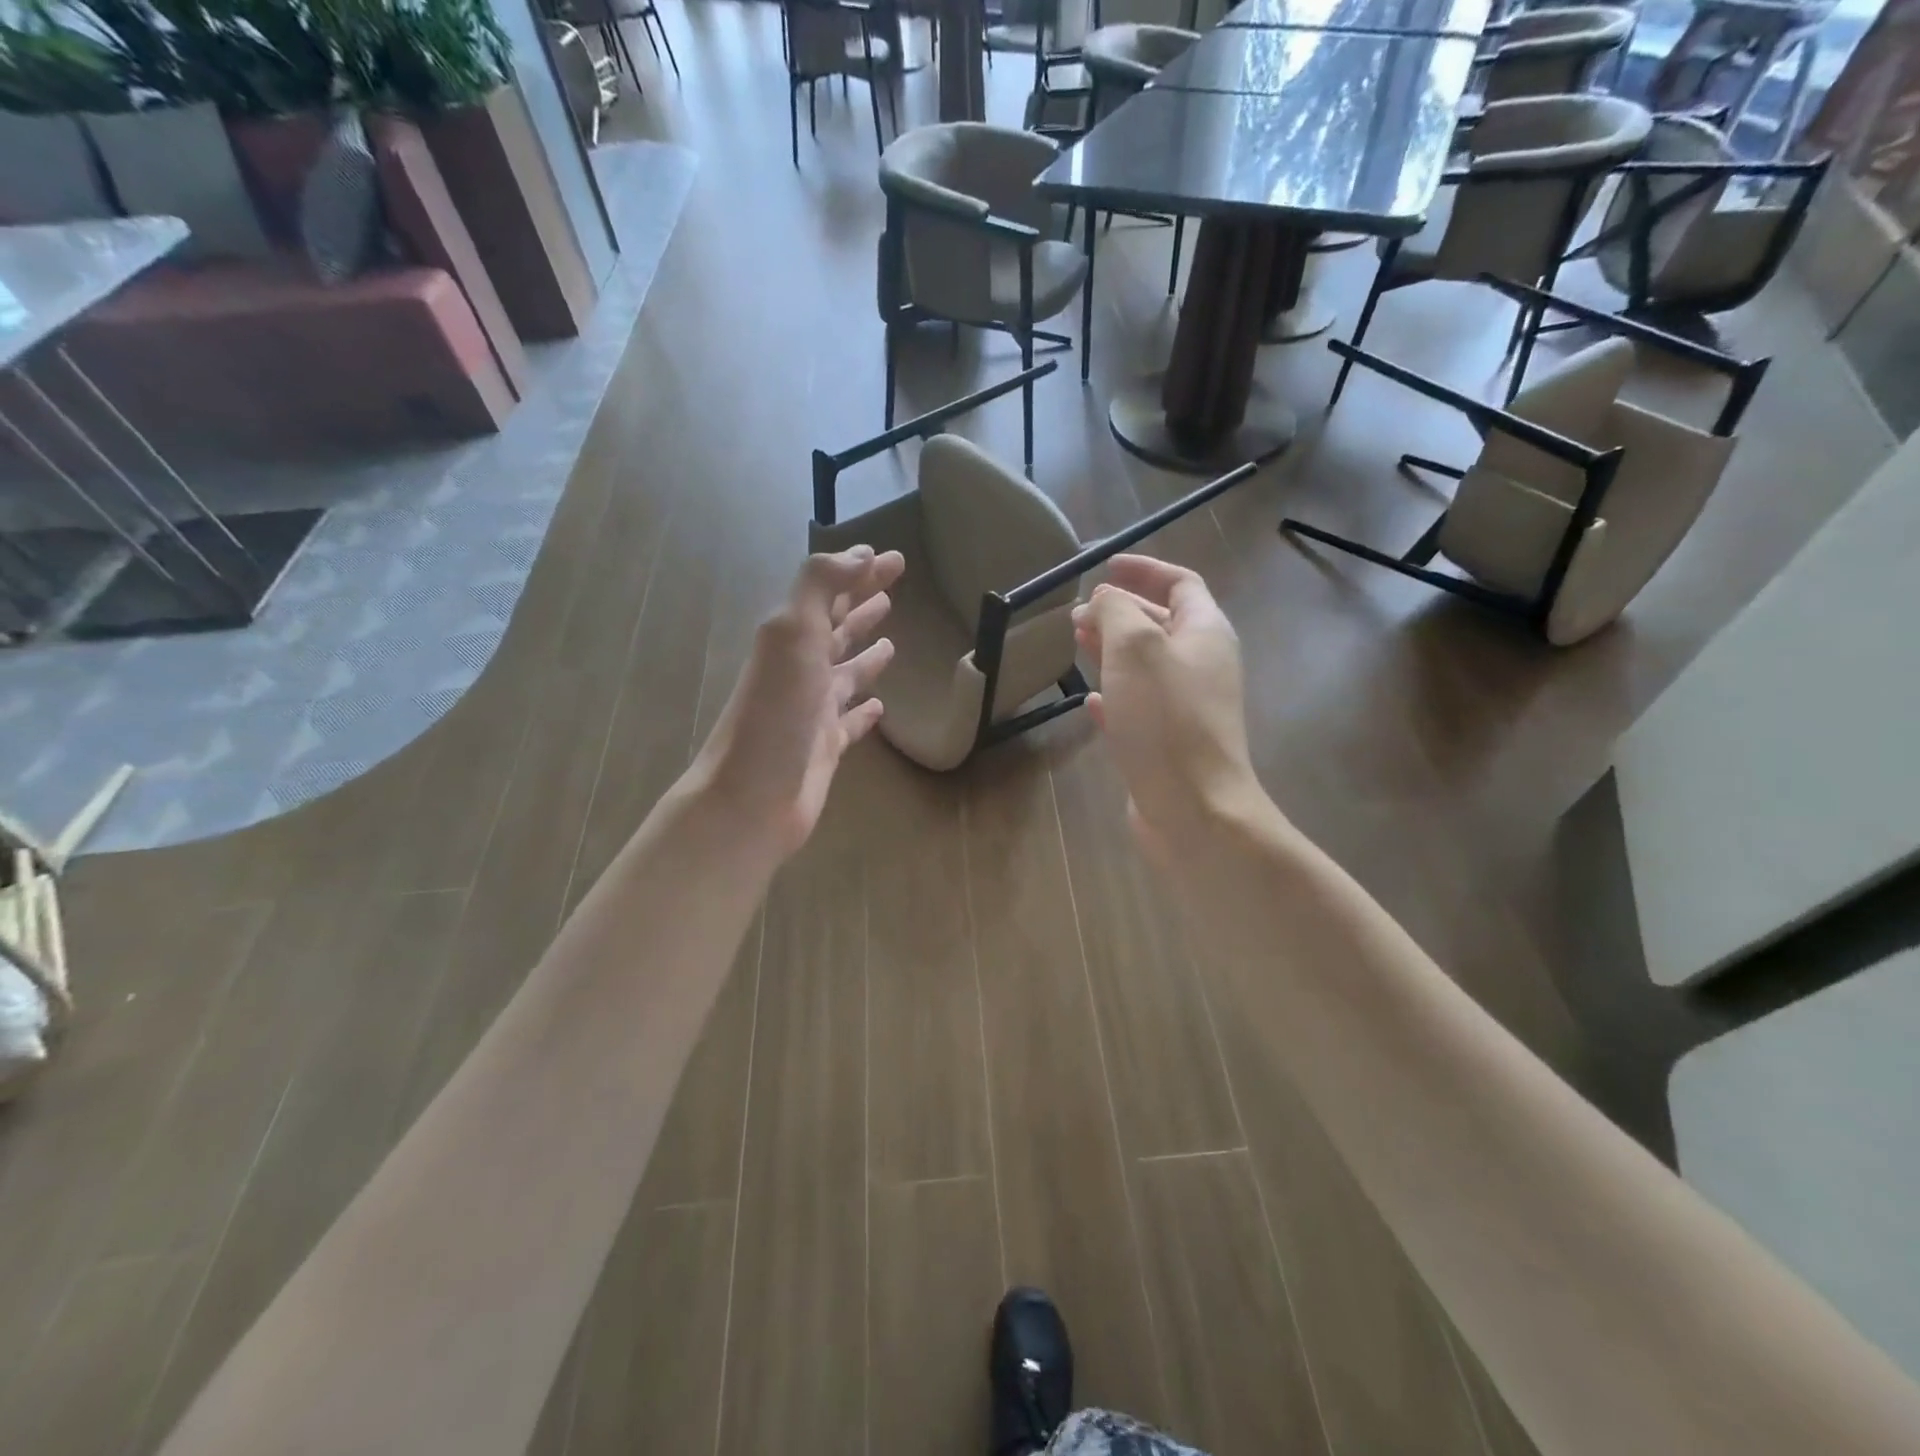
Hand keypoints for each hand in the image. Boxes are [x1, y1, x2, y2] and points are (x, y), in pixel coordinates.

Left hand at [690, 545, 903, 861]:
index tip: (894, 558)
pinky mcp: (825, 748)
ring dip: (865, 654)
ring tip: (891, 641)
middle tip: (894, 587)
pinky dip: (865, 712)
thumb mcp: (793, 634)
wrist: (751, 798)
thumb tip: (860, 554)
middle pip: (837, 629)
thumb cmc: (775, 713)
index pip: (830, 593)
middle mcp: (801, 670)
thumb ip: (819, 586)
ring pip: (845, 674)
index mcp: (792, 639)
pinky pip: (850, 723)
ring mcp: (813, 711)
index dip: (860, 572)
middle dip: (863, 604)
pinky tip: (881, 707)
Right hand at [1071, 555, 1268, 859]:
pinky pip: (1139, 707)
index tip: (1105, 567)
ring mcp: (1186, 708)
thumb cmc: (1165, 718)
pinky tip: (1089, 701)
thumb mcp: (1134, 647)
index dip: (1144, 570)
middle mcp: (1201, 666)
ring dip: (1112, 650)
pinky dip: (1114, 696)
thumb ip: (1116, 612)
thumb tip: (1105, 600)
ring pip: (1146, 666)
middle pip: (1161, 623)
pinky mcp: (1167, 744)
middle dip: (1120, 612)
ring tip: (1076, 644)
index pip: (1180, 583)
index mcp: (1205, 633)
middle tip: (1078, 614)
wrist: (1193, 808)